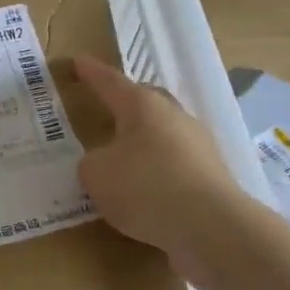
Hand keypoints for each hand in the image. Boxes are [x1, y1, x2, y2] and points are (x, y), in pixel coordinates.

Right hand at [73, 55, 251, 279]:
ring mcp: (198, 145)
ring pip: (164, 133)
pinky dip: (158, 170)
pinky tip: (146, 189)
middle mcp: (174, 117)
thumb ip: (92, 163)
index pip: (110, 82)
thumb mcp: (96, 175)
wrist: (211, 227)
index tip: (78, 62)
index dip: (91, 73)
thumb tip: (104, 163)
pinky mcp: (211, 176)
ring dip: (144, 141)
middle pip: (146, 102)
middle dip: (125, 103)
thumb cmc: (145, 187)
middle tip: (106, 107)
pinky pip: (176, 164)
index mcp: (143, 106)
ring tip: (123, 156)